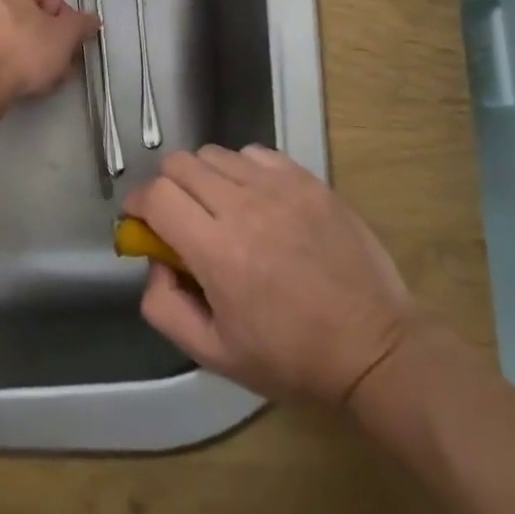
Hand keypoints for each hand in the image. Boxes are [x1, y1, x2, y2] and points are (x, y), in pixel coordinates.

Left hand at [0, 0, 99, 108]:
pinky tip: (20, 84)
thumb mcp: (65, 36)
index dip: (68, 25)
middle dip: (50, 43)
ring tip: (45, 79)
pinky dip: (10, 65)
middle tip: (63, 65)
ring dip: (33, 57)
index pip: (50, 0)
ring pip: (14, 39)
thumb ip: (82, 24)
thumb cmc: (23, 50)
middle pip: (31, 20)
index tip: (73, 46)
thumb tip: (92, 20)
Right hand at [122, 145, 417, 408]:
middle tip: (179, 218)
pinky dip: (242, 170)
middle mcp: (245, 208)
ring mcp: (280, 188)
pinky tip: (256, 200)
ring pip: (215, 154)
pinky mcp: (308, 181)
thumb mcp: (214, 354)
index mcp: (218, 253)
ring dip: (203, 177)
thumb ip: (164, 306)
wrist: (376, 349)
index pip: (156, 195)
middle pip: (179, 164)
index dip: (138, 204)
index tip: (141, 222)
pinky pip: (255, 154)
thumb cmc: (292, 359)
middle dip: (166, 188)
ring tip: (219, 209)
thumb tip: (155, 261)